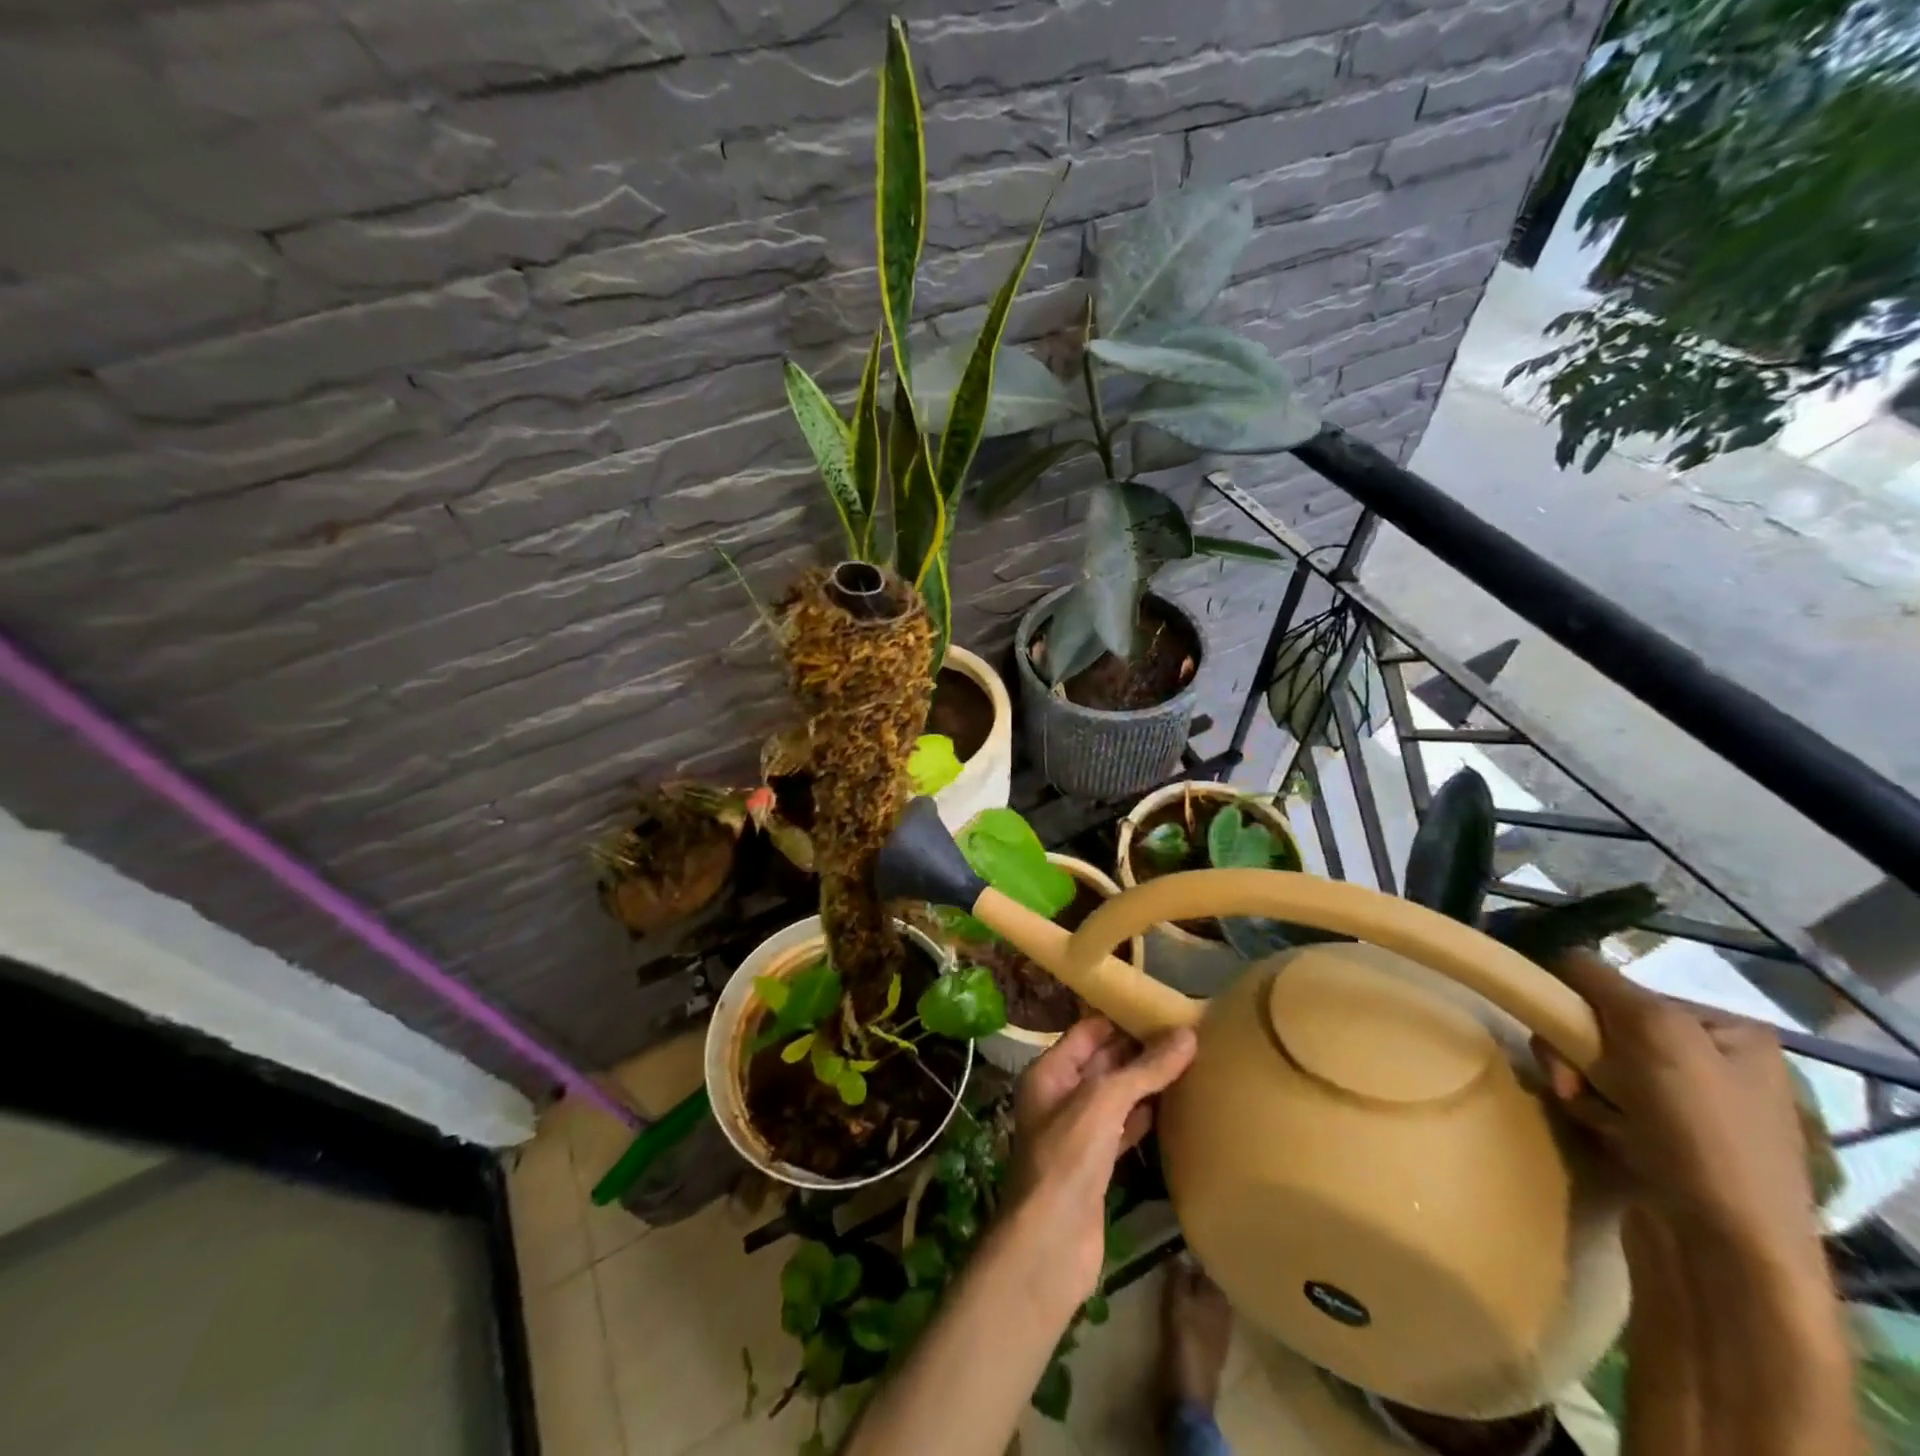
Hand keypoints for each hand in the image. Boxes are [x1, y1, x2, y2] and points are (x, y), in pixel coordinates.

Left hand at [1005, 1016, 1197, 1307]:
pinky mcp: (1096, 1165)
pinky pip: (1123, 1128)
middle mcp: (1061, 1096)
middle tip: (1186, 1035)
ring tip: (1189, 1063)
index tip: (1162, 1008)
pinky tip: (1175, 1108)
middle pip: (1103, 1062)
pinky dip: (1145, 1116)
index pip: (1088, 1031)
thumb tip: (1187, 1035)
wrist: (1050, 1245)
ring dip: (1145, 1082)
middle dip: (1139, 1049)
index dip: (1121, 1018)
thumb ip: (1144, 1070)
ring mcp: (1078, 1132)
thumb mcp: (1103, 1103)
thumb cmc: (1067, 1160)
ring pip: (1115, 1096)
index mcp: (1050, 1072)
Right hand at [1535, 950, 1821, 1261]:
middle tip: (1571, 1082)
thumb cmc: (1701, 1128)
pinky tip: (1601, 1132)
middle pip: (1603, 1029)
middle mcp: (1711, 1062)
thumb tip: (1558, 951)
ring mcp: (1688, 1106)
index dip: (1584, 1009)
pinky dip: (1588, 1111)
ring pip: (1593, 1066)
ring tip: (1585, 1113)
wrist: (1724, 1246)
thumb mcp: (1656, 1032)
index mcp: (1727, 1031)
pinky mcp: (1662, 1141)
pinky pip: (1600, 1101)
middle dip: (1575, 1053)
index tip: (1568, 1035)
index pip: (1623, 992)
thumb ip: (1601, 982)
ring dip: (1575, 1083)